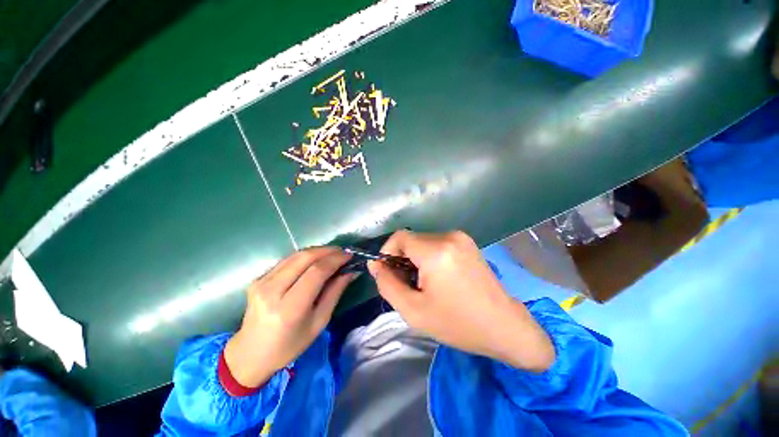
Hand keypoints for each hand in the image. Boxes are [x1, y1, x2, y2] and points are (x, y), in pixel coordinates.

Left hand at [224, 247, 353, 387]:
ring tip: (332, 253)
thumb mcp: (319, 323)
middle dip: (327, 251)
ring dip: (317, 251)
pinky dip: (305, 256)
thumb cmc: (289, 345)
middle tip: (343, 252)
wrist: (250, 354)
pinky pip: (287, 260)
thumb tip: (350, 272)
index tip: (349, 255)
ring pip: (295, 255)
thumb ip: (334, 293)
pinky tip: (315, 260)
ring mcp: (261, 282)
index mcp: (289, 308)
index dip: (335, 260)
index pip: (316, 272)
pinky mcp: (257, 279)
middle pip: (304, 258)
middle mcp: (272, 291)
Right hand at [369, 230, 554, 371]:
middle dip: (402, 258)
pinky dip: (429, 256)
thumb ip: (387, 284)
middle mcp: (449, 237)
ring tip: (423, 282)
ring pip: (423, 241)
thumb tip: (376, 265)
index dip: (387, 252)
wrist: (504, 325)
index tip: (387, 273)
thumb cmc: (458, 323)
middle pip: (412, 239)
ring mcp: (461, 237)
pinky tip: (437, 276)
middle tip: (407, 283)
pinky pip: (437, 243)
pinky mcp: (467, 242)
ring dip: (416, 258)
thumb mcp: (414, 311)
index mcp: (436, 251)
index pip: (399, 237)